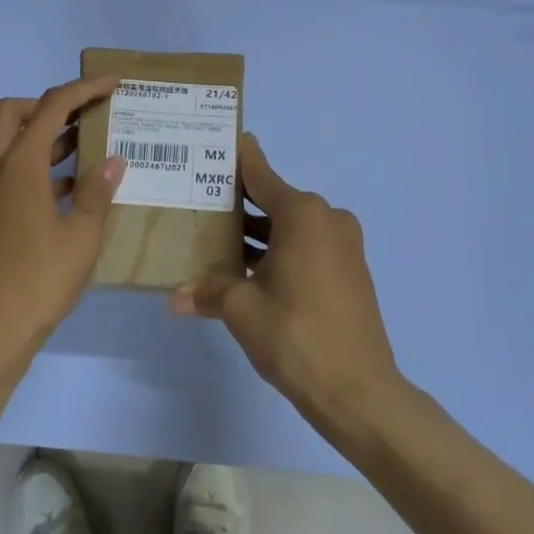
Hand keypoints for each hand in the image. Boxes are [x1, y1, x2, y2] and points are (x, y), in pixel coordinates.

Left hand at [0, 77, 125, 364]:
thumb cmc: (40, 281)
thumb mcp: (81, 237)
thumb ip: (96, 192)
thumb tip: (112, 161)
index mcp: (19, 167)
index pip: (50, 108)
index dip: (82, 89)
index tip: (111, 84)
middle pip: (12, 114)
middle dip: (47, 105)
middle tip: (84, 117)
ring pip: (6, 146)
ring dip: (41, 139)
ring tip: (84, 150)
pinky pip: (5, 177)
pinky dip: (32, 170)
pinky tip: (63, 194)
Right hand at [172, 133, 403, 430]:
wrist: (359, 391)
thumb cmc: (296, 335)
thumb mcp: (241, 309)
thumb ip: (207, 292)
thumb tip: (174, 298)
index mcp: (303, 214)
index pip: (260, 174)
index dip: (237, 158)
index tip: (216, 142)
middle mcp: (327, 219)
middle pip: (273, 199)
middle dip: (238, 203)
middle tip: (198, 199)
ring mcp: (343, 246)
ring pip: (290, 227)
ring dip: (258, 233)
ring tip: (214, 237)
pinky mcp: (349, 271)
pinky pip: (306, 247)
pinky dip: (278, 250)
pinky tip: (246, 268)